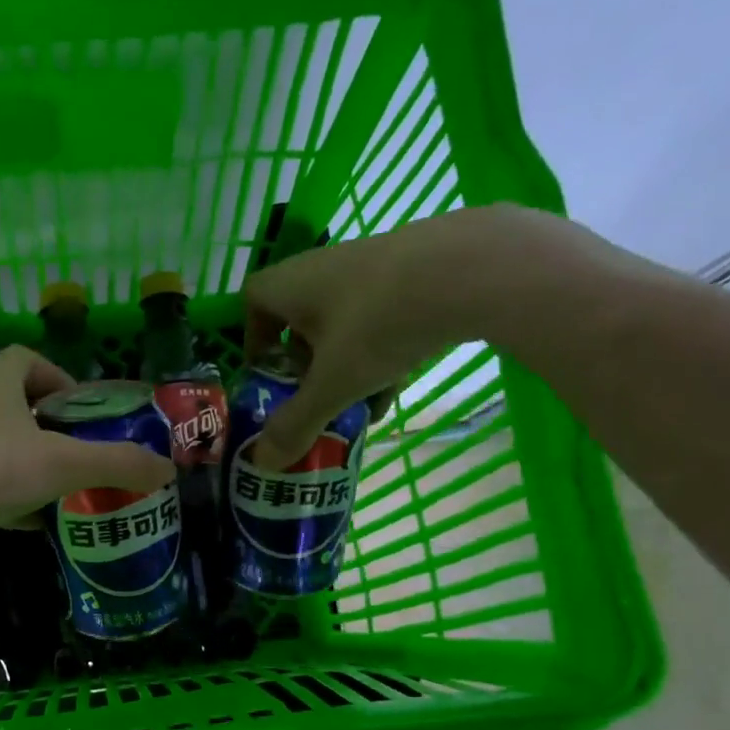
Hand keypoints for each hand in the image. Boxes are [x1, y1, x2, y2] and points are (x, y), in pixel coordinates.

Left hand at [0, 346, 174, 566]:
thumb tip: (167, 468)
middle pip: (13, 402)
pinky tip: (26, 522)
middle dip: (48, 427)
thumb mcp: (65, 464)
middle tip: (76, 454)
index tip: (83, 414)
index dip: (61, 380)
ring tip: (57, 489)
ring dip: (26, 462)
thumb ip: (118, 463)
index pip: (29, 359)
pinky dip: (3, 493)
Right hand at [241, 204, 639, 465]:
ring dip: (346, 364)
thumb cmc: (380, 323)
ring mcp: (374, 264)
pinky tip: (397, 386)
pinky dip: (382, 350)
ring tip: (358, 405)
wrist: (475, 268)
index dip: (254, 338)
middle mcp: (327, 266)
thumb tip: (262, 465)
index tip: (267, 373)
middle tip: (313, 397)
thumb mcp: (334, 384)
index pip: (254, 300)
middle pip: (301, 316)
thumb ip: (297, 423)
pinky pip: (384, 315)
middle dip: (304, 362)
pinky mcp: (416, 269)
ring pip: (346, 322)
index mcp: (294, 283)